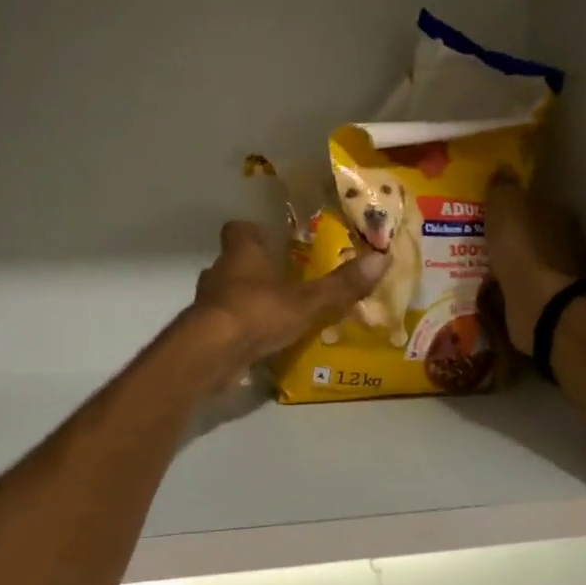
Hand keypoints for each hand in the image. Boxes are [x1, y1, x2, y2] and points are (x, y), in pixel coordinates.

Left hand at [188, 221, 386, 371]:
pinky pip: (223, 326)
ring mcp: (207, 305)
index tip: (270, 239)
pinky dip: (239, 332)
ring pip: (226, 295)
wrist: (210, 354)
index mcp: (241, 255)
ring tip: (274, 315)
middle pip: (232, 263)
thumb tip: (383, 257)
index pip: (238, 230)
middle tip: (282, 280)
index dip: (253, 232)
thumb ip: (342, 284)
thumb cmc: (257, 313)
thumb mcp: (308, 301)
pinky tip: (259, 345)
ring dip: (245, 301)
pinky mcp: (203, 334)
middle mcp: (219, 273)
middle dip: (254, 270)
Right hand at [484, 175, 585, 354]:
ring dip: (507, 264)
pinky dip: (507, 288)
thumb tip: (504, 169)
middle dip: (510, 237)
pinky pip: (520, 289)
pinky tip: (487, 290)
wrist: (540, 304)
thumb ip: (503, 188)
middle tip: (479, 239)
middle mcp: (566, 243)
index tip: (490, 211)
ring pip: (527, 263)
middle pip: (533, 234)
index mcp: (560, 214)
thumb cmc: (523, 248)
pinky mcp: (547, 303)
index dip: (514, 206)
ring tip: (476, 266)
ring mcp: (558, 276)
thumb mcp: (506, 206)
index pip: (537, 203)